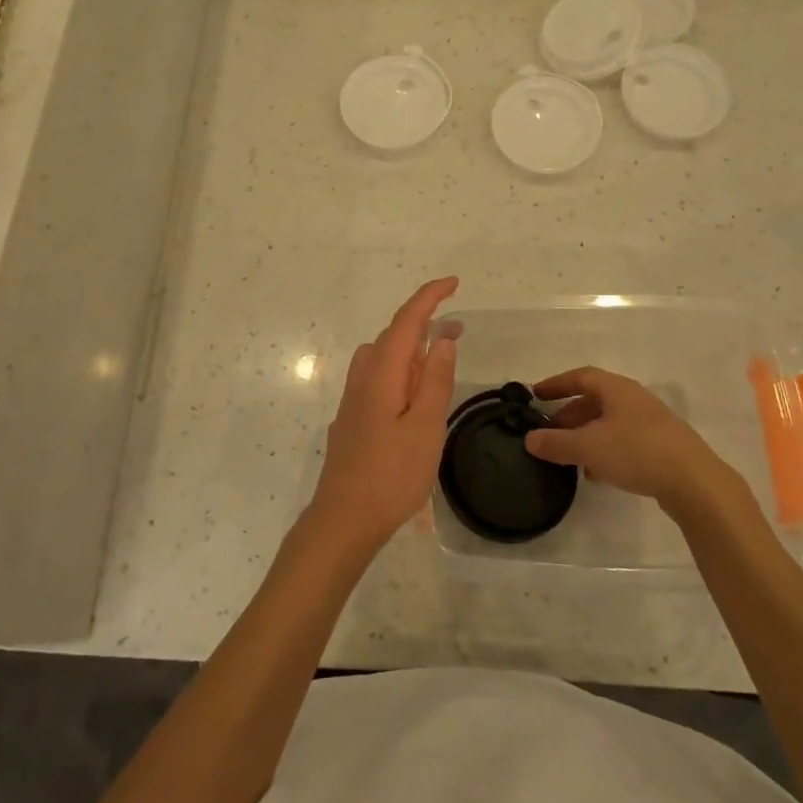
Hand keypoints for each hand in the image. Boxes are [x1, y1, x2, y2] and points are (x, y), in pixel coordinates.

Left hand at [305, 277, 459, 556]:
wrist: (343, 518)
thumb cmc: (391, 475)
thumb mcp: (425, 427)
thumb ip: (434, 380)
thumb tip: (443, 338)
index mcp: (381, 373)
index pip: (406, 321)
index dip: (429, 297)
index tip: (454, 283)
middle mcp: (362, 377)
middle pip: (392, 336)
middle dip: (424, 323)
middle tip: (458, 330)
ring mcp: (353, 398)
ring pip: (382, 357)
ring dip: (410, 348)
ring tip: (439, 359)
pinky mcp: (352, 418)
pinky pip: (377, 377)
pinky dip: (399, 370)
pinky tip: (412, 394)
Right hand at [524, 366, 735, 513]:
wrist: (695, 483)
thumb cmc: (636, 452)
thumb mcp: (588, 447)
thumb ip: (556, 443)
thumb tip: (530, 439)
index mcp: (617, 389)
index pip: (580, 376)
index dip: (556, 384)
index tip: (536, 395)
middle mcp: (634, 399)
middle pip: (595, 400)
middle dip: (569, 414)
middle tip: (550, 431)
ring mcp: (651, 423)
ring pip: (609, 422)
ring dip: (586, 434)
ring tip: (568, 455)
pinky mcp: (662, 447)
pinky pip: (624, 441)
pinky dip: (604, 450)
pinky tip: (596, 472)